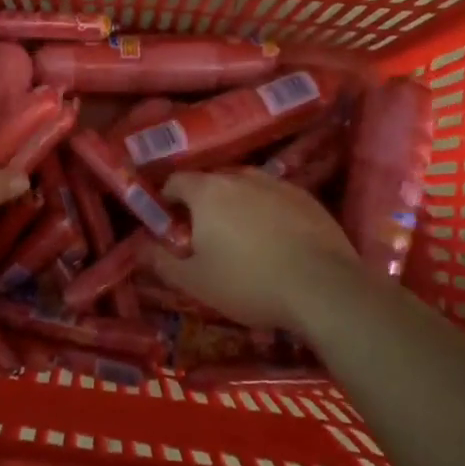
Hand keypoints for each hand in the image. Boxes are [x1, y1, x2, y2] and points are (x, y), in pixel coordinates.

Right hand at [142, 169, 365, 330]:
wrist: (323, 289)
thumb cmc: (248, 282)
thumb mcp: (194, 281)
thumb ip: (161, 262)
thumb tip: (140, 248)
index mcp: (208, 191)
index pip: (176, 181)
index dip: (166, 200)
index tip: (168, 224)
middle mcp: (242, 177)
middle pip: (212, 182)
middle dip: (202, 204)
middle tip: (203, 236)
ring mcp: (279, 184)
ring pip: (246, 189)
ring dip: (237, 207)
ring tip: (241, 239)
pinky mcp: (309, 199)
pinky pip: (276, 199)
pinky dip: (268, 214)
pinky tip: (275, 242)